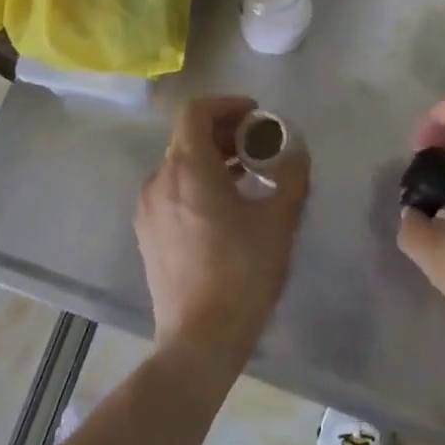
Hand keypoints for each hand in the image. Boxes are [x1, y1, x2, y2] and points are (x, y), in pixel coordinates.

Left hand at [136, 96, 308, 375]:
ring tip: (247, 174)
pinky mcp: (148, 234)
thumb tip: (297, 153)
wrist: (199, 340)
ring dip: (212, 158)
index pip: (196, 112)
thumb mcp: (278, 220)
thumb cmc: (241, 272)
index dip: (227, 105)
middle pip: (188, 137)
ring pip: (179, 164)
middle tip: (258, 143)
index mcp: (188, 168)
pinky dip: (197, 182)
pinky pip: (172, 190)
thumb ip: (291, 177)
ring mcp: (148, 209)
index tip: (256, 116)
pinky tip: (225, 206)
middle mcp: (159, 180)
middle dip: (225, 132)